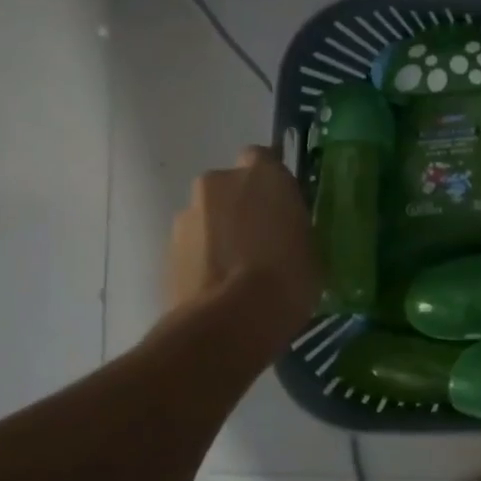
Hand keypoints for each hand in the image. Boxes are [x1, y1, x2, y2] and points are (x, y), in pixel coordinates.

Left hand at [165, 146, 321, 334]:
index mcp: (263, 174)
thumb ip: (295, 228)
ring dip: (222, 233)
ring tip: (240, 271)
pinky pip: (194, 244)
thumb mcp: (312, 248)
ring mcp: (187, 214)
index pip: (264, 159)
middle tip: (263, 241)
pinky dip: (205, 258)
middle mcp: (220, 182)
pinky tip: (221, 286)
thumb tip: (290, 234)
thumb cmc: (288, 277)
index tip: (283, 207)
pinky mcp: (167, 248)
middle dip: (242, 206)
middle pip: (231, 187)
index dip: (272, 183)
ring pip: (209, 216)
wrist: (231, 321)